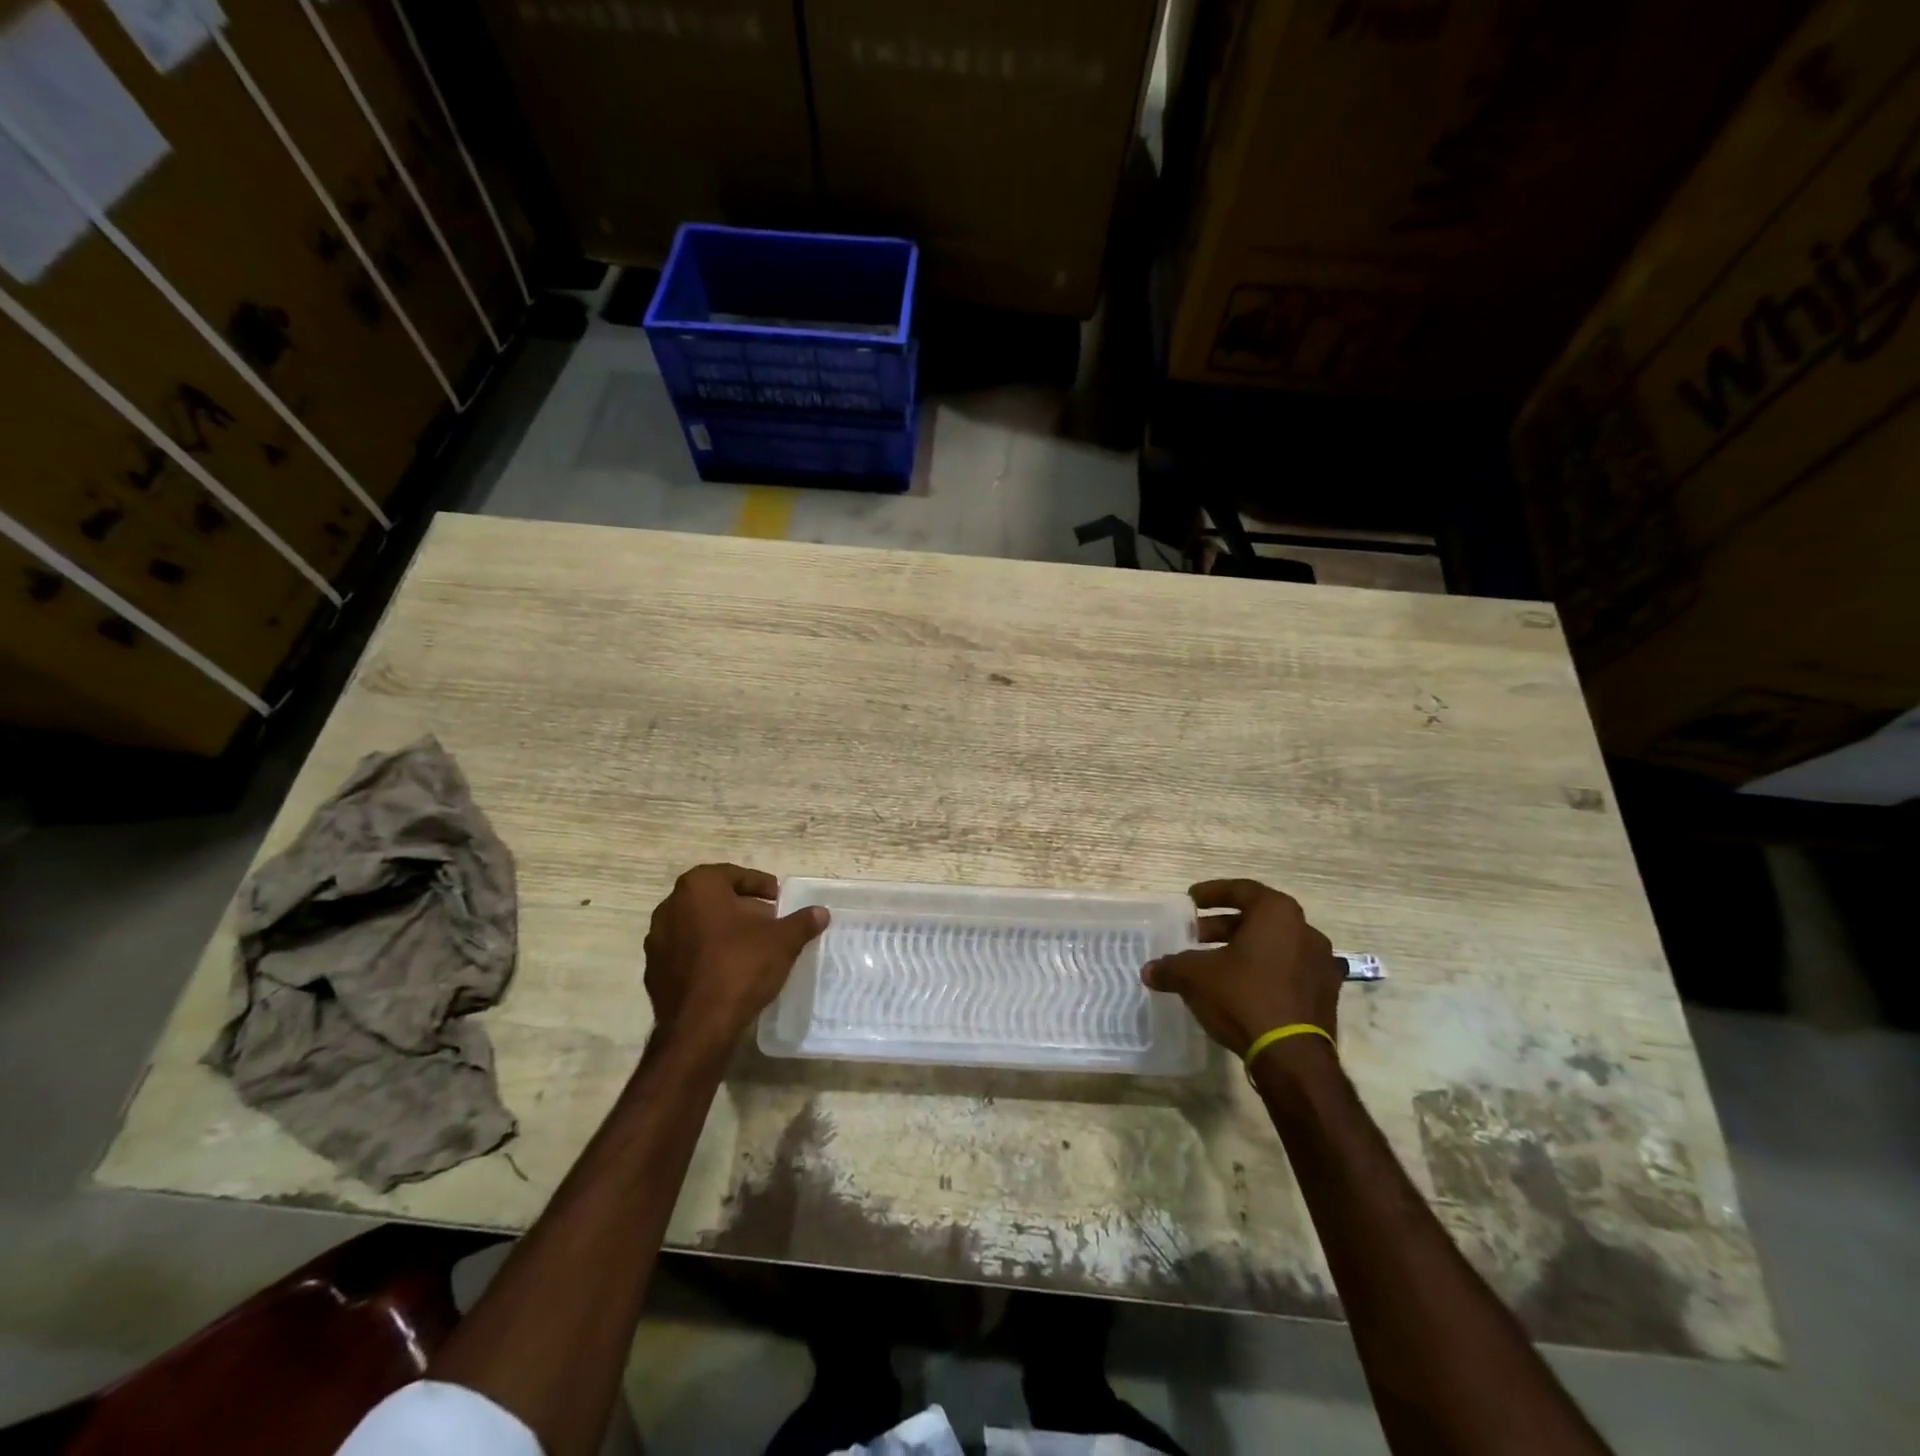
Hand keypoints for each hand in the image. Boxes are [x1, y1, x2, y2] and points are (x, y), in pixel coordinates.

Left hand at [643, 864, 827, 1050]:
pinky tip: (727, 970)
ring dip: (722, 930)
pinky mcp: (653, 971)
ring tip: (750, 946)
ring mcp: (656, 941)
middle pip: (713, 898)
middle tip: (767, 921)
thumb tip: (820, 912)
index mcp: (698, 888)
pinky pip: (686, 952)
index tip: (777, 898)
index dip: (759, 885)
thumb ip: (802, 922)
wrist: (699, 1027)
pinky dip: (706, 954)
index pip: (733, 875)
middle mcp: (670, 907)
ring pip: (697, 925)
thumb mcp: (783, 941)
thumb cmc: (741, 967)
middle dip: (741, 907)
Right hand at [1142, 879, 1343, 1056]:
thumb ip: (1171, 967)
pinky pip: (1288, 971)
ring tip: (1214, 964)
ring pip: (1274, 945)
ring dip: (1244, 949)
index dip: (1213, 893)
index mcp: (1278, 914)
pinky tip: (1240, 988)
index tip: (1191, 900)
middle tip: (1196, 936)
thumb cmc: (1243, 997)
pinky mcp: (1325, 995)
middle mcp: (1305, 931)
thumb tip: (1150, 971)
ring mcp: (1320, 964)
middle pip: (1258, 919)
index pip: (1242, 890)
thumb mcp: (1195, 977)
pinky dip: (1263, 971)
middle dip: (1223, 926)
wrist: (1292, 1056)